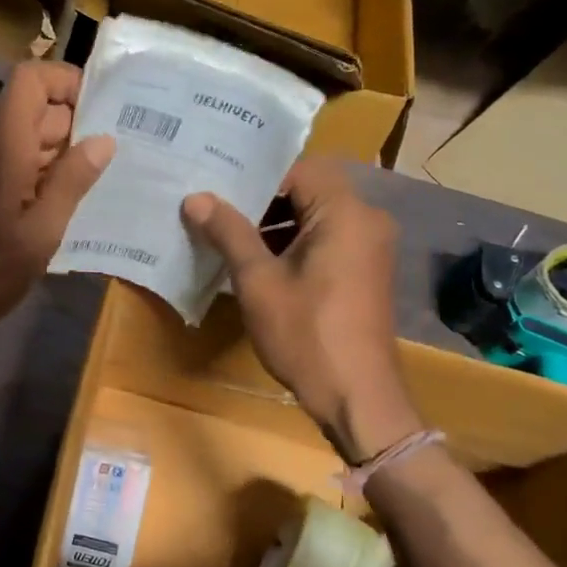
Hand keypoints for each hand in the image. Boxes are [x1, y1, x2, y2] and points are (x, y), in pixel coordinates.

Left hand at [0, 60, 114, 357]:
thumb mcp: (40, 233)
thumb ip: (72, 183)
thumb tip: (103, 140)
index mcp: (6, 147)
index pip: (31, 80)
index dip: (67, 80)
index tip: (105, 108)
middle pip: (39, 111)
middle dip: (81, 123)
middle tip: (126, 150)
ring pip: (34, 141)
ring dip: (69, 154)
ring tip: (110, 178)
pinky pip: (24, 169)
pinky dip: (51, 177)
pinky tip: (77, 205)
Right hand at [182, 158, 421, 463]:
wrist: (358, 397)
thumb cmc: (306, 334)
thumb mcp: (258, 281)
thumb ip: (229, 233)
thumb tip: (195, 198)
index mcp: (345, 213)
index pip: (299, 168)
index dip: (256, 175)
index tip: (217, 185)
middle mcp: (366, 220)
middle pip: (309, 190)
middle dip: (261, 200)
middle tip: (214, 207)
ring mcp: (370, 247)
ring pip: (316, 216)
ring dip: (276, 224)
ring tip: (228, 236)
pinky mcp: (365, 271)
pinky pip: (327, 240)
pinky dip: (294, 243)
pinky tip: (258, 263)